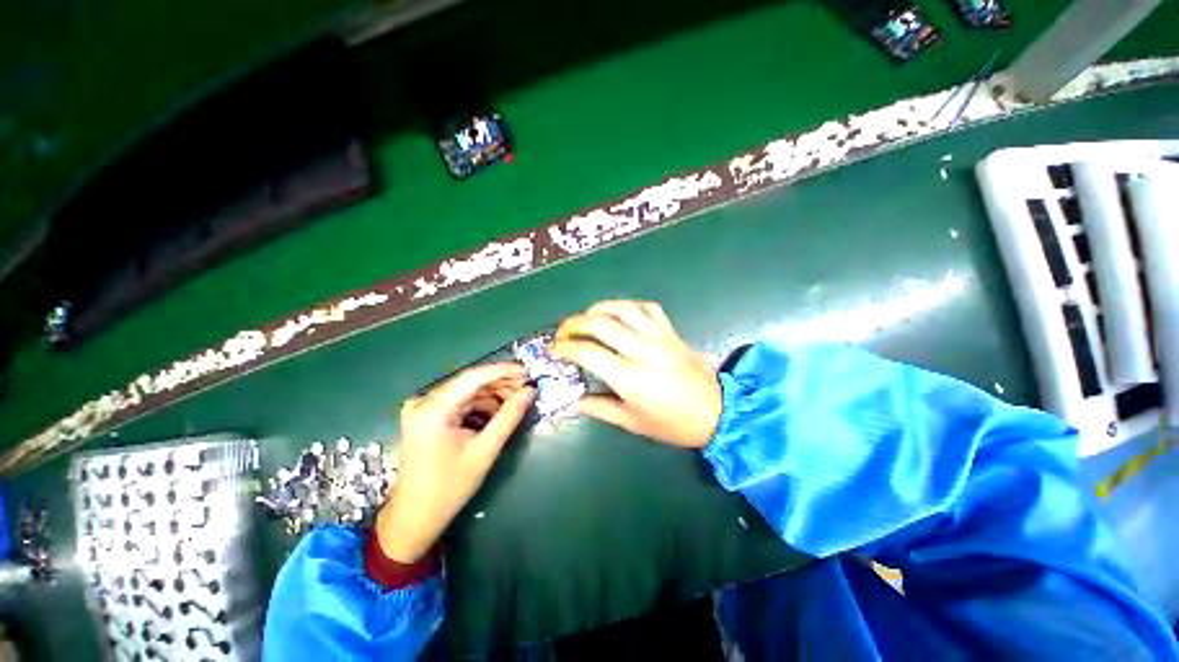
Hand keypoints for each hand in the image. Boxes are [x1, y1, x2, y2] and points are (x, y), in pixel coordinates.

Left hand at [375, 363, 534, 562]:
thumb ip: (509, 417)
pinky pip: (459, 401)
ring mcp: (423, 408)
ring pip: (467, 391)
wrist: (415, 517)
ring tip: (516, 401)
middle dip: (501, 384)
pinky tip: (497, 412)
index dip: (503, 371)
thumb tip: (530, 391)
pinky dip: (480, 404)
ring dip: (492, 394)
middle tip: (526, 389)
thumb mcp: (485, 451)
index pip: (473, 378)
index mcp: (433, 410)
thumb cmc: (449, 488)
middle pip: (470, 382)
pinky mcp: (426, 415)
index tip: (527, 372)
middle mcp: (424, 402)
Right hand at [551, 300, 721, 447]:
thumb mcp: (633, 422)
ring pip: (624, 309)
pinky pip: (649, 308)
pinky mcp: (671, 332)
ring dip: (600, 307)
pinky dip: (630, 306)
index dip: (565, 348)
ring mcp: (659, 337)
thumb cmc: (673, 424)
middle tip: (564, 331)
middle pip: (601, 323)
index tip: (554, 350)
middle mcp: (642, 350)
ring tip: (587, 316)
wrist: (717, 412)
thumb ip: (600, 409)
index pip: (587, 353)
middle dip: (575, 323)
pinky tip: (621, 313)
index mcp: (629, 377)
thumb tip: (575, 400)